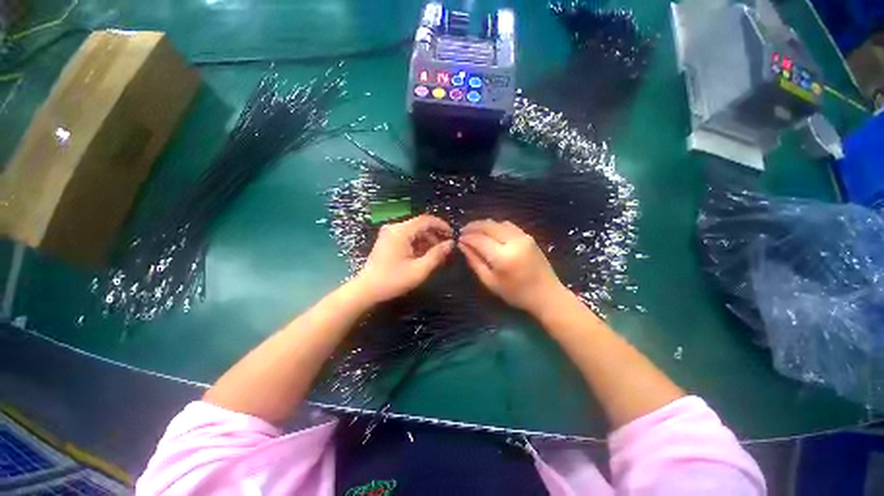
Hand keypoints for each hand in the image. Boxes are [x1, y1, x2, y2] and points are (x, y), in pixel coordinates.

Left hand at [352, 215, 453, 303]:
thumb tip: (451, 244)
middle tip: (446, 249)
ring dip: (427, 241)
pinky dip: (418, 244)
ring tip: (437, 255)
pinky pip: (407, 237)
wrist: (366, 290)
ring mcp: (389, 234)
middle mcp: (394, 228)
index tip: (452, 236)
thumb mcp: (419, 270)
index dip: (441, 226)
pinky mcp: (387, 241)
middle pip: (420, 225)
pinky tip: (425, 256)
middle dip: (435, 235)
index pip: (426, 220)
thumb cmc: (393, 280)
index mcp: (401, 231)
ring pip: (414, 232)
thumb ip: (436, 255)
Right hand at [459, 219, 567, 315]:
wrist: (546, 294)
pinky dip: (496, 226)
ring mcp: (523, 237)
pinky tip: (490, 233)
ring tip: (474, 231)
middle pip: (488, 226)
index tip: (458, 238)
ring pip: (498, 223)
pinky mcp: (528, 236)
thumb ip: (475, 261)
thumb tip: (462, 245)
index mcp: (503, 257)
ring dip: (484, 225)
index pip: (479, 239)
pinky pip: (508, 225)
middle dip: (473, 226)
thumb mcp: (490, 282)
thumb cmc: (516, 294)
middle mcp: (514, 242)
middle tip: (463, 231)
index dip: (467, 237)